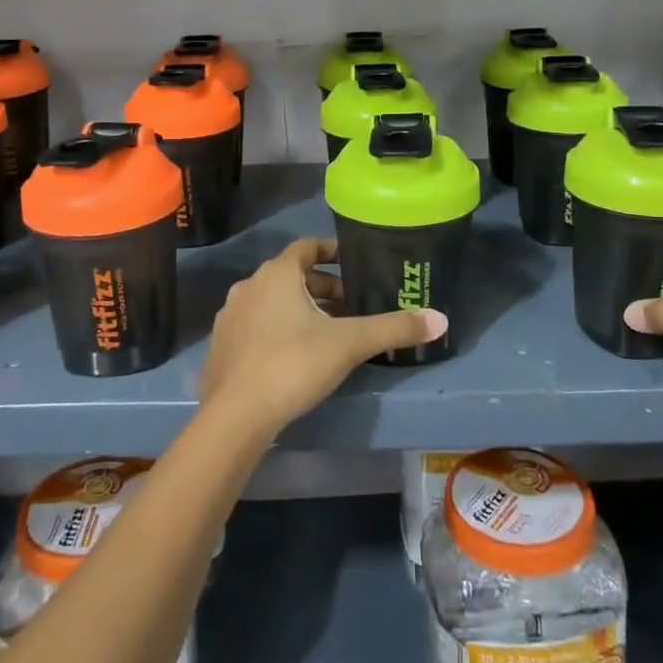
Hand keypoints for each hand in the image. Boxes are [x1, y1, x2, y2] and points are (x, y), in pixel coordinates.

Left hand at [199, 237, 445, 438]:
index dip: (331, 250)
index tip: (353, 262)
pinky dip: (276, 329)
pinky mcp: (221, 345)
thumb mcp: (350, 344)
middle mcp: (249, 286)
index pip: (306, 247)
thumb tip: (440, 319)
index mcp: (277, 274)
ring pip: (272, 301)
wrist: (236, 415)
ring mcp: (230, 316)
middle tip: (350, 306)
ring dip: (298, 308)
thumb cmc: (293, 365)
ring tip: (327, 331)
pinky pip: (255, 325)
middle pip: (291, 275)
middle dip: (322, 287)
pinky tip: (294, 355)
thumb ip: (394, 329)